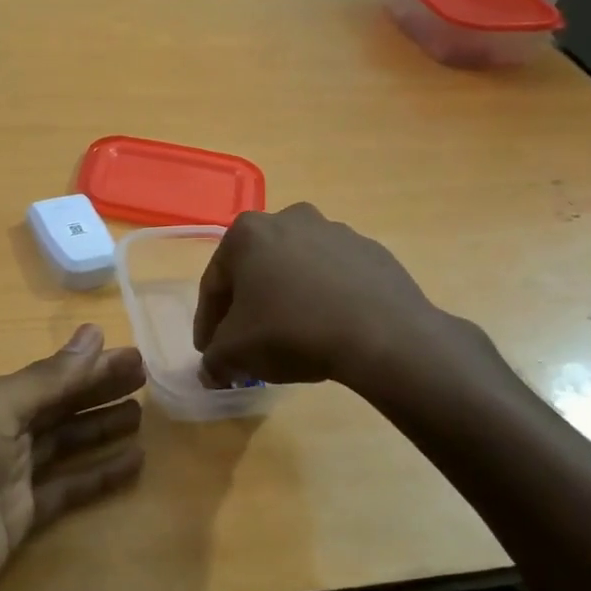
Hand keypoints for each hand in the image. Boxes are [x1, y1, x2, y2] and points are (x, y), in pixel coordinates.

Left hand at [0, 325, 145, 590]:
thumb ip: (44, 380)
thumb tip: (94, 335)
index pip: (54, 377)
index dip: (93, 366)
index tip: (136, 355)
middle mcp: (4, 434)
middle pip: (63, 406)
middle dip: (101, 391)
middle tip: (148, 379)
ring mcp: (13, 479)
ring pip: (68, 444)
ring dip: (102, 429)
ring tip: (143, 416)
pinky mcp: (23, 519)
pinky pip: (70, 489)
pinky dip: (100, 476)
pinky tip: (132, 465)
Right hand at [192, 203, 503, 402]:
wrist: (383, 335)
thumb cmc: (291, 331)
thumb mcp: (236, 353)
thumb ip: (214, 360)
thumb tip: (212, 370)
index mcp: (248, 232)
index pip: (215, 283)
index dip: (208, 322)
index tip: (209, 351)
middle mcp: (289, 219)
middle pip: (256, 271)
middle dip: (248, 308)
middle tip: (246, 345)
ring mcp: (335, 232)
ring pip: (296, 272)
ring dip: (286, 301)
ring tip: (290, 340)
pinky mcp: (372, 252)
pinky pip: (334, 279)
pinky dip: (323, 301)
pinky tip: (327, 332)